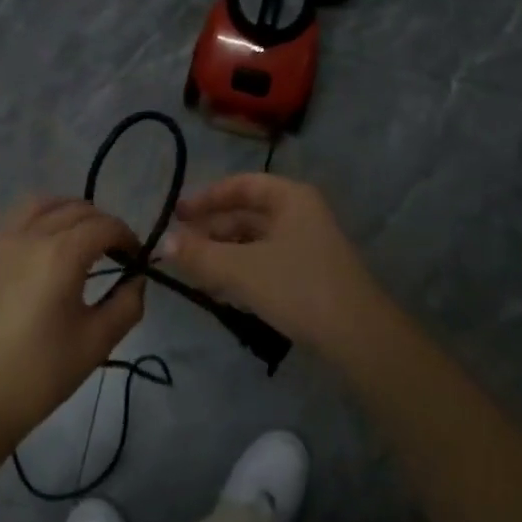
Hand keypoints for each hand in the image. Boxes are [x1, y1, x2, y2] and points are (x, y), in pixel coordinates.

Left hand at [0, 197, 147, 451]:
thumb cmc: (38, 374)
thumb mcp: (96, 343)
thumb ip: (127, 303)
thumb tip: (136, 278)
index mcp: (60, 254)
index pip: (104, 225)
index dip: (126, 236)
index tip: (135, 256)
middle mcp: (27, 234)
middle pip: (73, 208)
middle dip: (100, 223)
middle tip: (110, 250)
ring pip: (37, 203)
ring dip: (64, 212)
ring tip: (73, 239)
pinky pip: (8, 220)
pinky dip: (32, 221)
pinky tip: (36, 250)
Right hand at [155, 174, 401, 361]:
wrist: (358, 336)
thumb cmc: (298, 287)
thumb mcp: (241, 270)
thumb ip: (200, 254)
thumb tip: (163, 242)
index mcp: (291, 198)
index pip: (242, 185)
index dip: (207, 197)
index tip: (177, 214)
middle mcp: (301, 214)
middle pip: (247, 213)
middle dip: (211, 230)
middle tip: (177, 248)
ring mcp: (307, 245)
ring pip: (255, 240)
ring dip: (223, 252)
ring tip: (193, 271)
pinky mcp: (309, 274)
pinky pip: (266, 262)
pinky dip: (241, 270)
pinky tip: (221, 289)